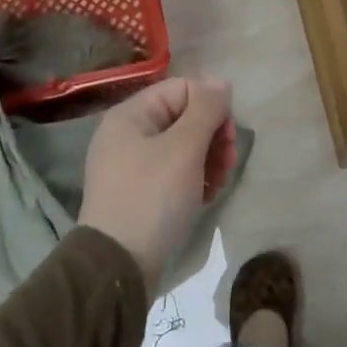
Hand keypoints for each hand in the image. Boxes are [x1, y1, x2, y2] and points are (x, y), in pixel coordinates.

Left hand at [78, 76, 235, 290]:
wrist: (118, 264)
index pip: (184, 88)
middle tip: (226, 165)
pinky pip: (173, 171)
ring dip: (208, 159)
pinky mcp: (139, 190)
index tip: (228, 137)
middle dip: (213, 137)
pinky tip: (203, 197)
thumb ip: (206, 110)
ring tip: (216, 184)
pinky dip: (193, 179)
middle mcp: (127, 133)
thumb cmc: (152, 198)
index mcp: (131, 114)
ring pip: (183, 145)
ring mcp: (131, 164)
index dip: (212, 107)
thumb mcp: (184, 149)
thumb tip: (221, 82)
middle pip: (185, 116)